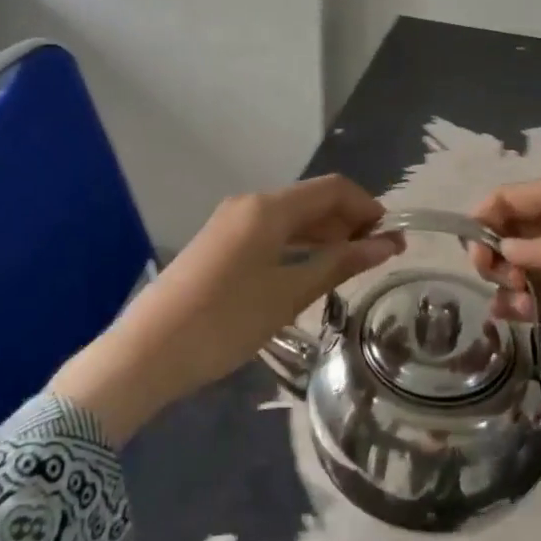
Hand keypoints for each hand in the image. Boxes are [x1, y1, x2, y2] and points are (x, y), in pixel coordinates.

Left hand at [48, 175, 403, 440]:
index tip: (392, 238)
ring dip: (322, 234)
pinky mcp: (218, 244)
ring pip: (289, 217)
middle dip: (347, 221)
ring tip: (348, 266)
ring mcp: (229, 223)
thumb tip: (387, 243)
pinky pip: (269, 232)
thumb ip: (339, 263)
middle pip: (310, 200)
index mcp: (268, 207)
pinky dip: (296, 244)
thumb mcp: (289, 294)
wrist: (147, 352)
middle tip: (376, 257)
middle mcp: (249, 204)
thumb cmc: (226, 321)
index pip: (332, 188)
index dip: (367, 207)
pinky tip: (308, 270)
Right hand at [467, 177, 540, 398]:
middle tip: (491, 272)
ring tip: (506, 299)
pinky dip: (529, 308)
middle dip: (496, 252)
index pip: (518, 199)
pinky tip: (511, 313)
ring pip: (530, 273)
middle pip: (518, 237)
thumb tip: (504, 251)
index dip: (489, 214)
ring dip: (510, 283)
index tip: (469, 239)